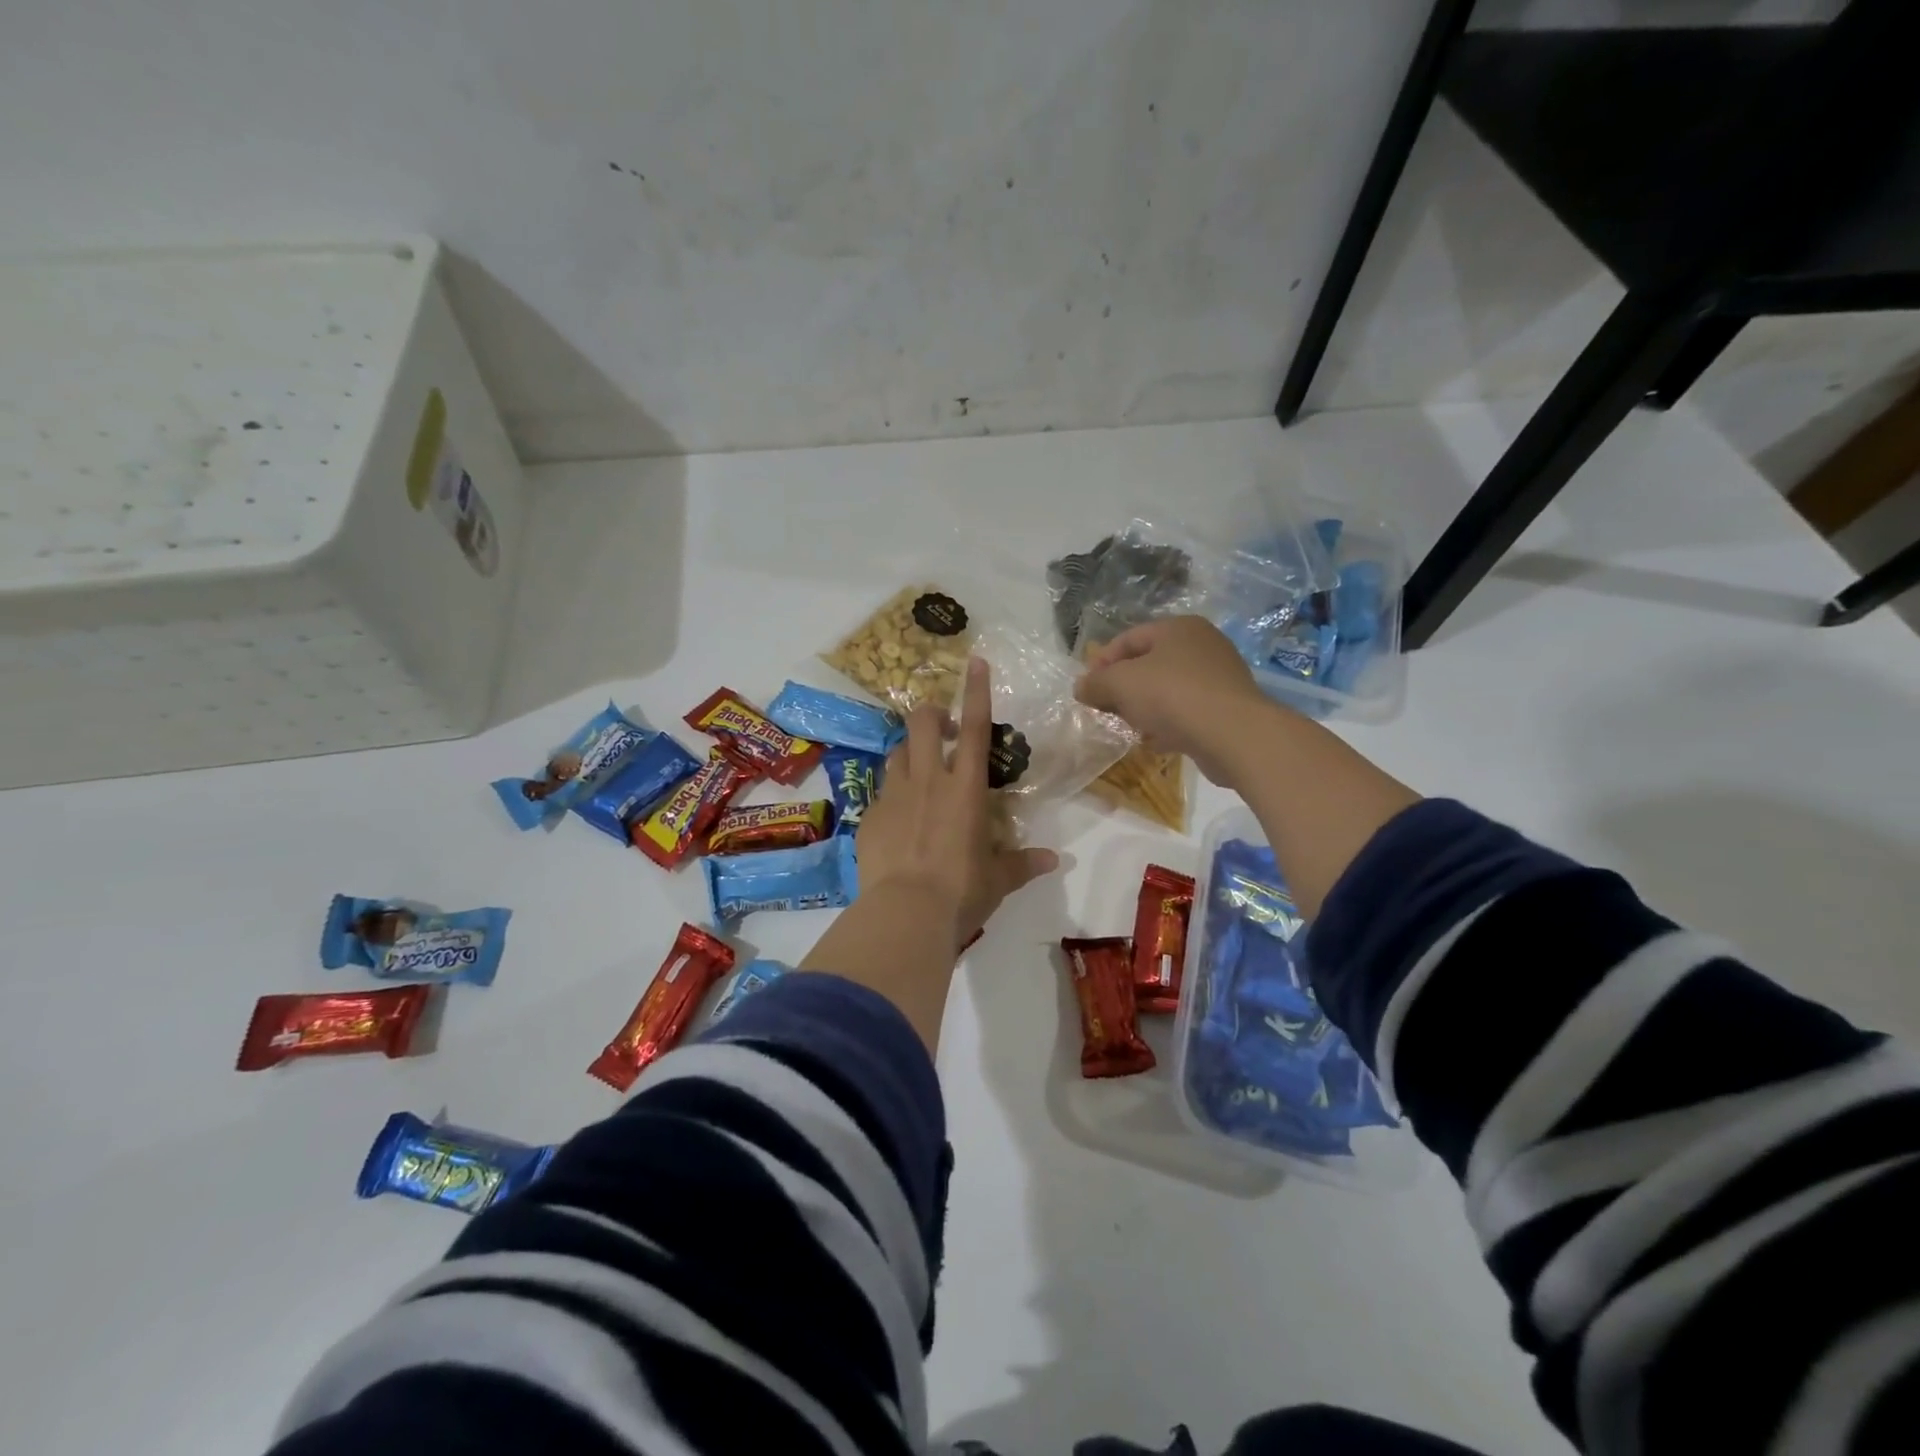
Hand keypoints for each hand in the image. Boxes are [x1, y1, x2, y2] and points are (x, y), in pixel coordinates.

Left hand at [857, 657, 1059, 944]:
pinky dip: (893, 796)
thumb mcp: (998, 879)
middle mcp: (927, 780)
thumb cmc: (961, 891)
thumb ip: (1023, 864)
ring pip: (897, 752)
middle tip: (942, 732)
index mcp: (965, 788)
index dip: (976, 691)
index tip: (975, 662)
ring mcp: (894, 796)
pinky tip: (898, 822)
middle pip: (922, 723)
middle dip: (931, 714)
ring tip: (920, 774)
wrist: (905, 913)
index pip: (974, 728)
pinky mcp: (870, 816)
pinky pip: (881, 792)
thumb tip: (1054, 861)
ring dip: (910, 753)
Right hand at [1074, 616, 1276, 786]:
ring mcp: (1219, 677)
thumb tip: (1081, 687)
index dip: (1101, 662)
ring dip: (1144, 708)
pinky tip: (1154, 742)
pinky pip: (1187, 712)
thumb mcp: (1120, 684)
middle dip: (1123, 687)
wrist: (1233, 735)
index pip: (1129, 638)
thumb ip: (1096, 683)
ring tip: (1128, 727)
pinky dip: (1168, 724)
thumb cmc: (1172, 696)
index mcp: (1179, 628)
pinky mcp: (1228, 709)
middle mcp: (1203, 645)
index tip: (1086, 689)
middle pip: (1149, 664)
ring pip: (1168, 690)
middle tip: (1105, 709)